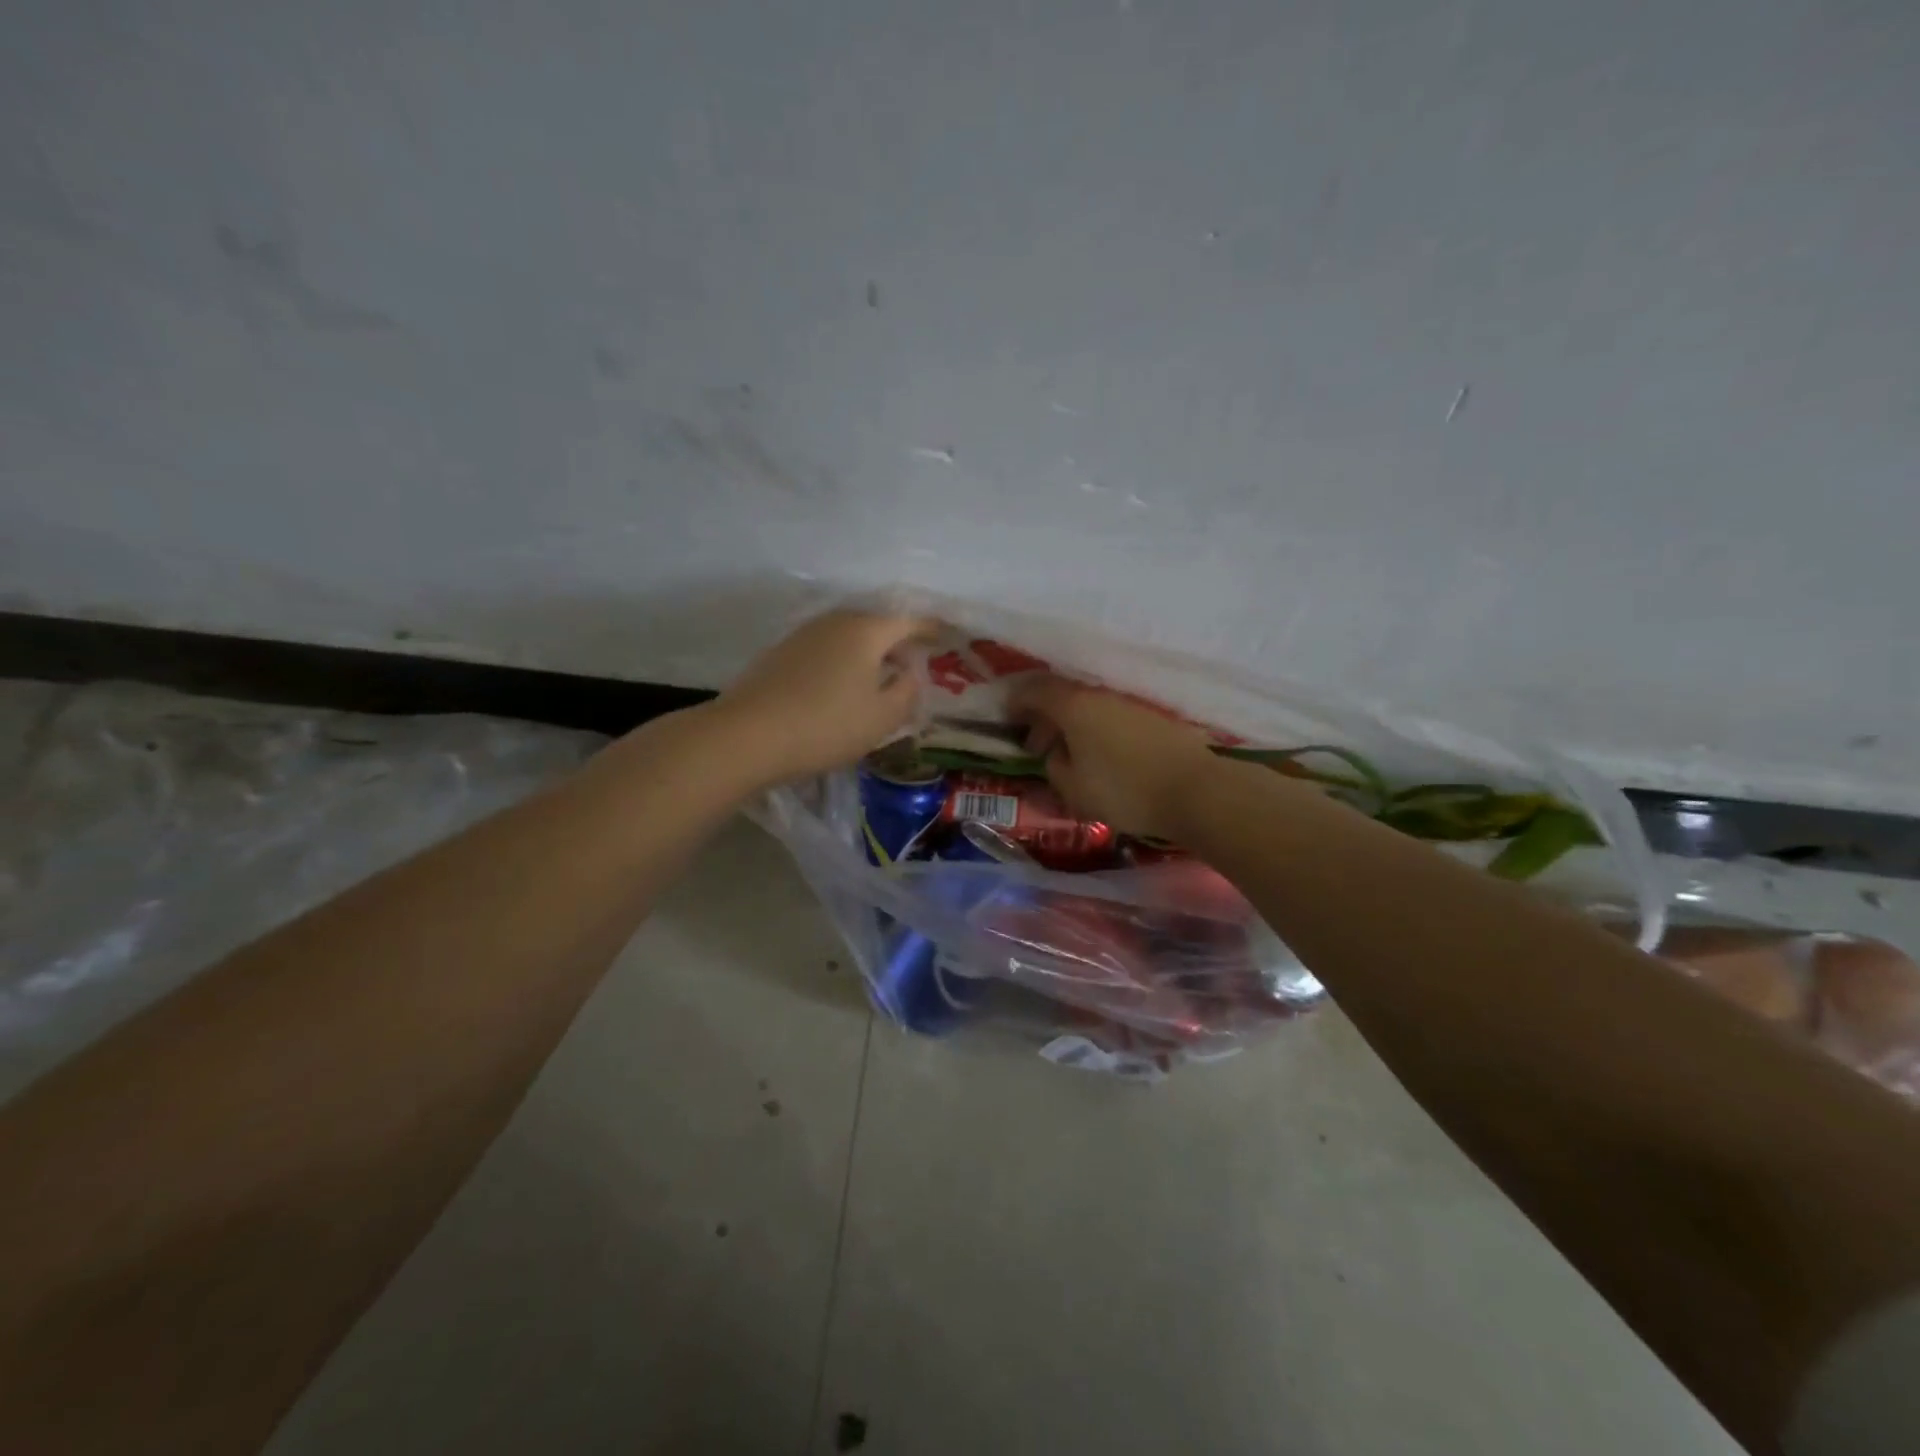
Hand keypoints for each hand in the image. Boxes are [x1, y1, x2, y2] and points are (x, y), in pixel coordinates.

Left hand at [710, 609, 936, 785]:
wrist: (747, 736)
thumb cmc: (827, 725)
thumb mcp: (882, 717)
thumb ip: (907, 691)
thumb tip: (909, 673)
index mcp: (865, 630)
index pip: (908, 621)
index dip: (930, 629)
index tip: (946, 637)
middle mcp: (834, 622)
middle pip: (875, 624)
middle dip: (897, 640)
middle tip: (914, 659)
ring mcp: (802, 636)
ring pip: (847, 636)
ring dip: (867, 651)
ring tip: (880, 674)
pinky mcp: (779, 654)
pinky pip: (824, 650)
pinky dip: (842, 661)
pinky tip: (841, 684)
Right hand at [1009, 675, 1220, 839]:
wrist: (1195, 790)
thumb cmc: (1124, 790)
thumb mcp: (1073, 788)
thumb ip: (1054, 766)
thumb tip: (1056, 754)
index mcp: (1074, 705)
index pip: (1035, 690)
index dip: (1016, 702)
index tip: (1006, 717)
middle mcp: (1100, 694)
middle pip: (1062, 695)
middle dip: (1043, 717)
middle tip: (1036, 745)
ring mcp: (1130, 703)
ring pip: (1089, 706)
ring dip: (1072, 725)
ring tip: (1069, 754)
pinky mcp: (1153, 717)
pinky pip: (1111, 716)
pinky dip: (1097, 729)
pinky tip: (1100, 754)